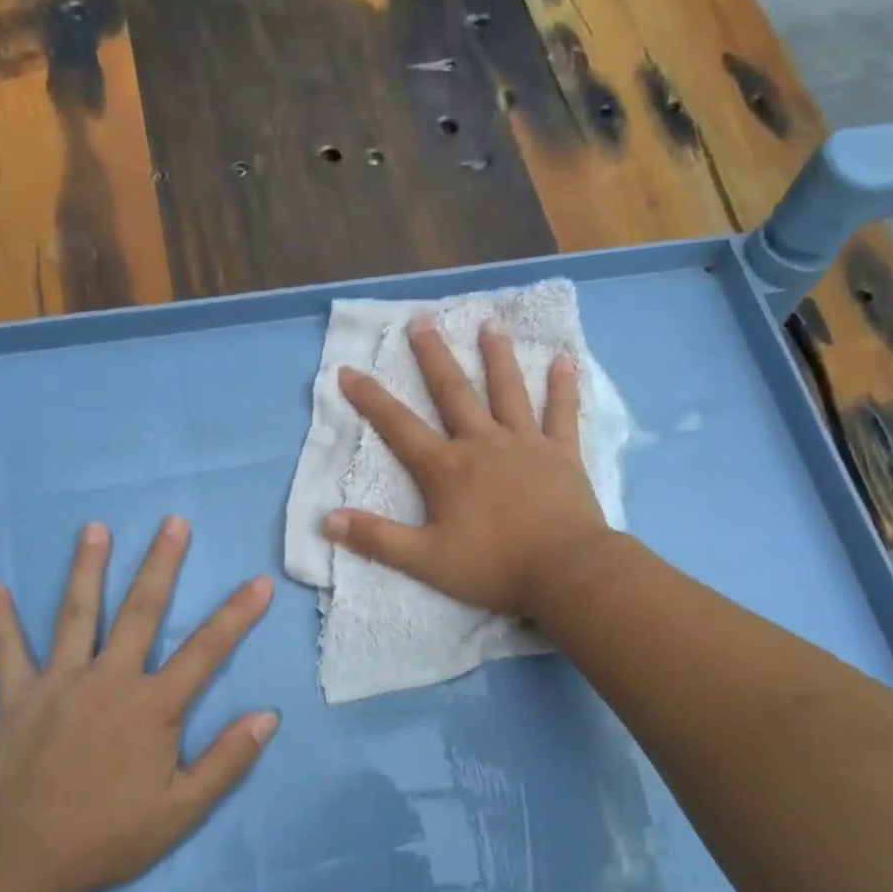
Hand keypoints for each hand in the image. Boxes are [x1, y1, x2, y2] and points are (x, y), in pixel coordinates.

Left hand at [0, 518, 277, 891]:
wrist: (22, 857)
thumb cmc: (109, 834)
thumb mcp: (183, 809)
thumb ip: (227, 760)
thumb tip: (267, 717)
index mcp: (153, 705)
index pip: (207, 650)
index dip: (237, 615)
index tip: (258, 582)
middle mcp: (110, 679)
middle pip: (141, 611)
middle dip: (161, 565)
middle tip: (173, 522)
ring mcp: (59, 682)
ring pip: (76, 614)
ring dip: (87, 568)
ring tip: (94, 528)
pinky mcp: (16, 697)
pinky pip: (7, 651)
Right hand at [324, 317, 609, 616]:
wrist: (564, 571)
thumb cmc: (492, 566)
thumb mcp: (425, 560)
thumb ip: (377, 538)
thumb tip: (327, 520)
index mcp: (446, 468)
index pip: (399, 426)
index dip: (370, 398)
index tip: (348, 369)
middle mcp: (483, 443)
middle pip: (453, 392)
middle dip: (434, 357)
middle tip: (422, 320)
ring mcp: (526, 444)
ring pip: (508, 390)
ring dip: (497, 356)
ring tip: (490, 323)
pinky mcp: (562, 454)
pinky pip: (562, 413)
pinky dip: (563, 387)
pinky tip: (565, 360)